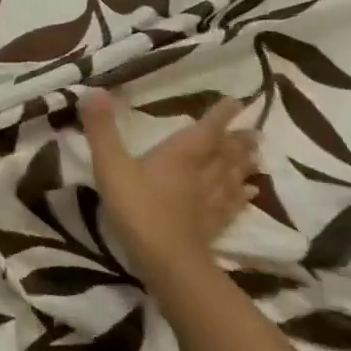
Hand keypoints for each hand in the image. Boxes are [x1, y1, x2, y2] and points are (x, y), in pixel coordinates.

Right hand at [79, 90, 260, 280]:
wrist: (166, 260)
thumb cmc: (137, 207)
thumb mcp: (110, 164)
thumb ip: (101, 129)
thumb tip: (93, 90)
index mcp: (181, 154)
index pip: (207, 129)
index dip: (221, 114)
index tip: (237, 101)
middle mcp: (202, 173)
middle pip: (226, 153)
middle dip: (239, 140)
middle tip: (255, 130)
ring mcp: (211, 201)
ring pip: (233, 176)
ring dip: (245, 164)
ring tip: (257, 155)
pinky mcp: (213, 225)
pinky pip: (232, 204)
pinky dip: (243, 195)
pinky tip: (250, 192)